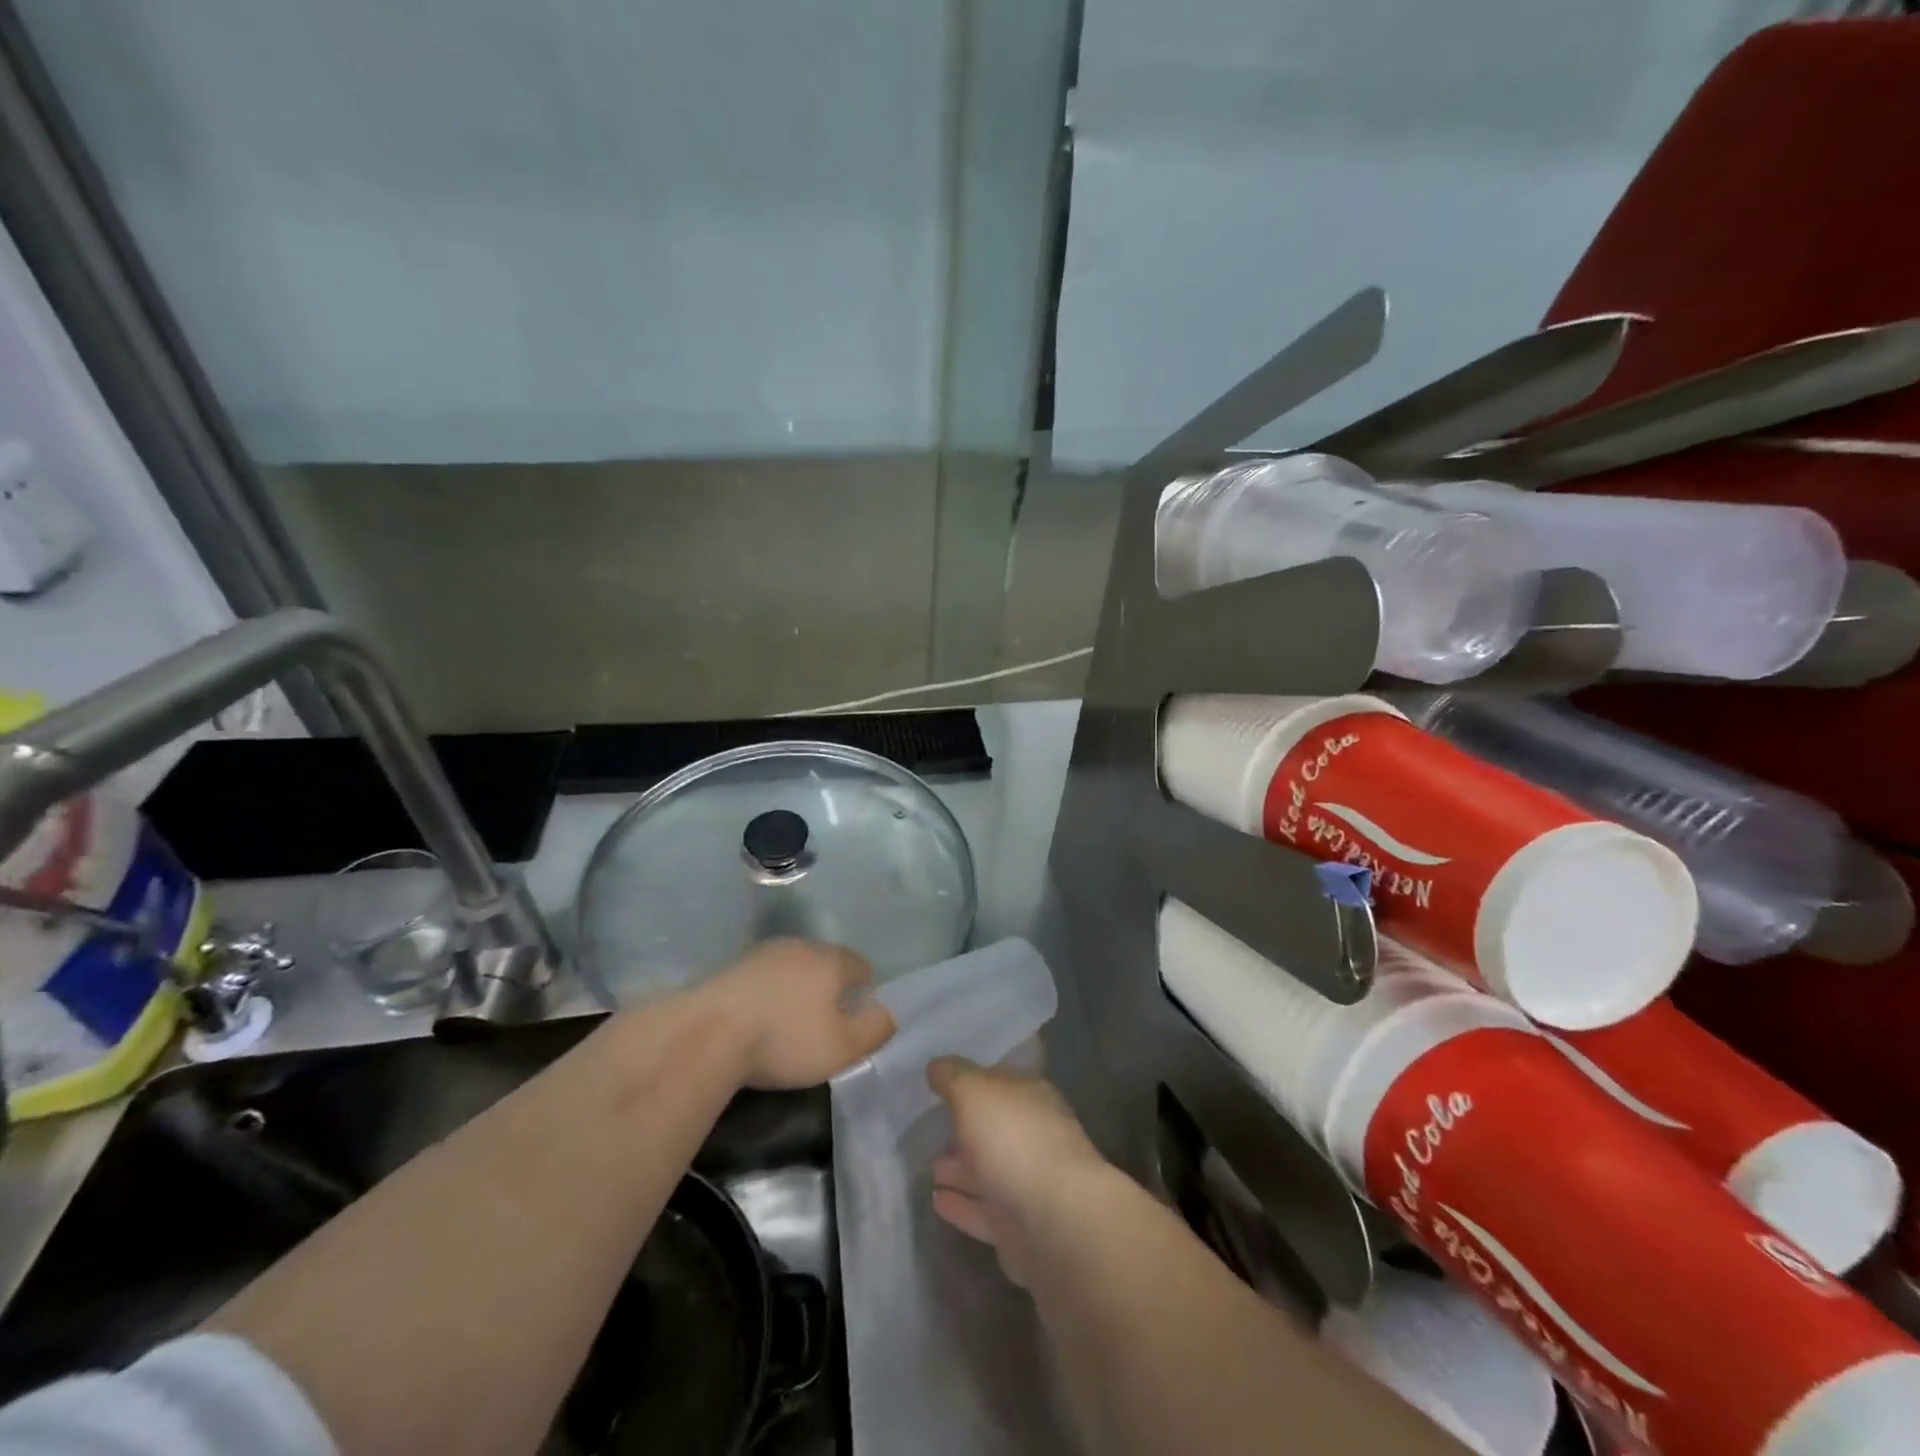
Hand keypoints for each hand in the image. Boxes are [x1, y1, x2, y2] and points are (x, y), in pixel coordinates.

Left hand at [695, 938, 895, 1089]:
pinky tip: (760, 1016)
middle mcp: (801, 946)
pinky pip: (764, 977)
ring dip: (797, 986)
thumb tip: (887, 1012)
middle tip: (826, 1018)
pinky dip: (769, 992)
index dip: (864, 989)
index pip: (860, 965)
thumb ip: (874, 1029)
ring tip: (791, 1018)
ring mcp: (763, 953)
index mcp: (832, 960)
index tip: (857, 1014)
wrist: (708, 1033)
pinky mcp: (733, 967)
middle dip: (830, 985)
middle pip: (826, 961)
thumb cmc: (785, 1040)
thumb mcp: (842, 1048)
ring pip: (793, 966)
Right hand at [927, 1056, 1111, 1286]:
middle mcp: (1034, 1135)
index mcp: (1032, 1097)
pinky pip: (983, 1210)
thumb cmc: (1014, 1140)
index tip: (944, 1082)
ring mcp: (1029, 1184)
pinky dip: (962, 1205)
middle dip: (966, 1127)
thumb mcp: (974, 1091)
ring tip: (929, 1166)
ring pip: (989, 1170)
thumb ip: (953, 1076)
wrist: (1056, 1223)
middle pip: (995, 1127)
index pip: (1001, 1080)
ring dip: (960, 1168)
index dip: (974, 1078)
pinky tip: (936, 1201)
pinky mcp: (1020, 1229)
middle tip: (931, 1127)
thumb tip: (936, 1066)